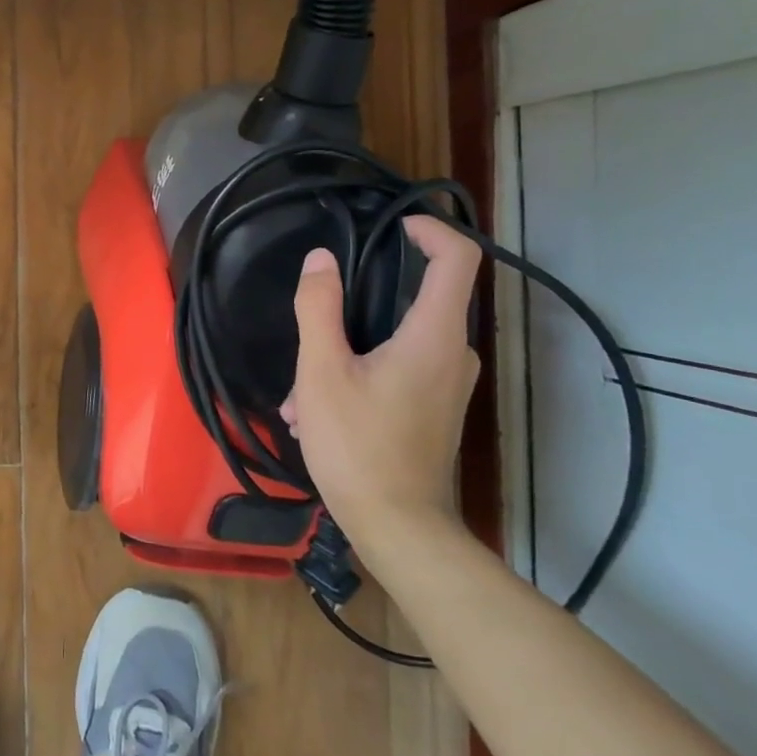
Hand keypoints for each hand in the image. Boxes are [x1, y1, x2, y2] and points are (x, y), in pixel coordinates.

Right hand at [282, 215, 481, 548]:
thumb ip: (319, 308)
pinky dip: (355, 376)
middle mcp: (453, 353)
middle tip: (311, 331)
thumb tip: (320, 259)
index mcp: (434, 335)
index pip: (457, 257)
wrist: (398, 529)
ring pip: (395, 340)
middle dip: (355, 308)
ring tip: (299, 394)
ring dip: (343, 352)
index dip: (429, 229)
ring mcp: (447, 384)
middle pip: (416, 298)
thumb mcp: (321, 371)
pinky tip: (314, 413)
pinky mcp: (434, 408)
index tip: (390, 226)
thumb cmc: (358, 445)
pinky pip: (396, 370)